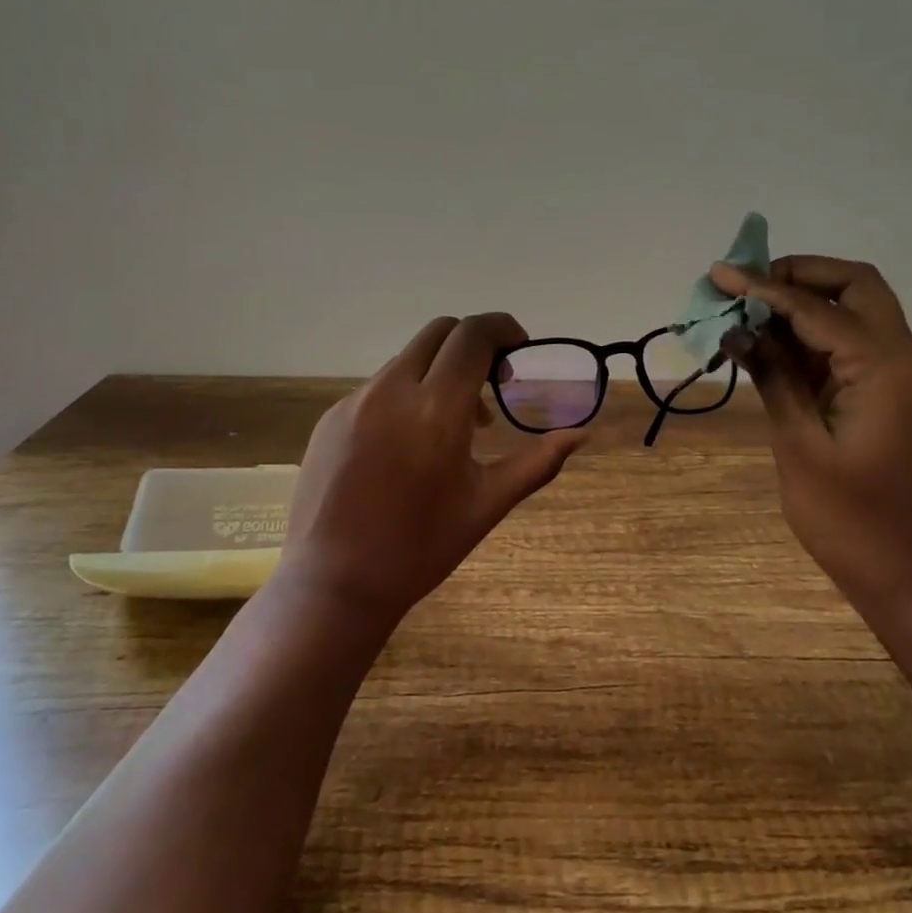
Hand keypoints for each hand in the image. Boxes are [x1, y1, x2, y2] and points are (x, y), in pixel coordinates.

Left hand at [281, 313, 586, 627]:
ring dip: (439, 372)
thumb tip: (581, 435)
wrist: (334, 583)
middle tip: (492, 383)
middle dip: (472, 343)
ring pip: (407, 360)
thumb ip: (537, 462)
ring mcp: (354, 402)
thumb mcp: (487, 505)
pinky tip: (408, 445)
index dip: (503, 328)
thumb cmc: (420, 548)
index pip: (473, 336)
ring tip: (453, 426)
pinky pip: (378, 387)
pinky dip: (406, 395)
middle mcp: (391, 392)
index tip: (519, 348)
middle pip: (439, 332)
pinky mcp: (330, 418)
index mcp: (436, 411)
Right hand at [710, 256, 911, 603]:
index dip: (765, 288)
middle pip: (855, 288)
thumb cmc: (850, 520)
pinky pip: (848, 349)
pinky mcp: (886, 398)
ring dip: (802, 306)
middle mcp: (900, 360)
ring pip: (853, 314)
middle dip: (799, 277)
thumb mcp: (800, 446)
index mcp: (884, 369)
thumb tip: (737, 330)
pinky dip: (810, 339)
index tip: (720, 275)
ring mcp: (897, 379)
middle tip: (747, 287)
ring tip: (745, 312)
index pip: (818, 308)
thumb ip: (773, 378)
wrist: (907, 576)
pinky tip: (766, 347)